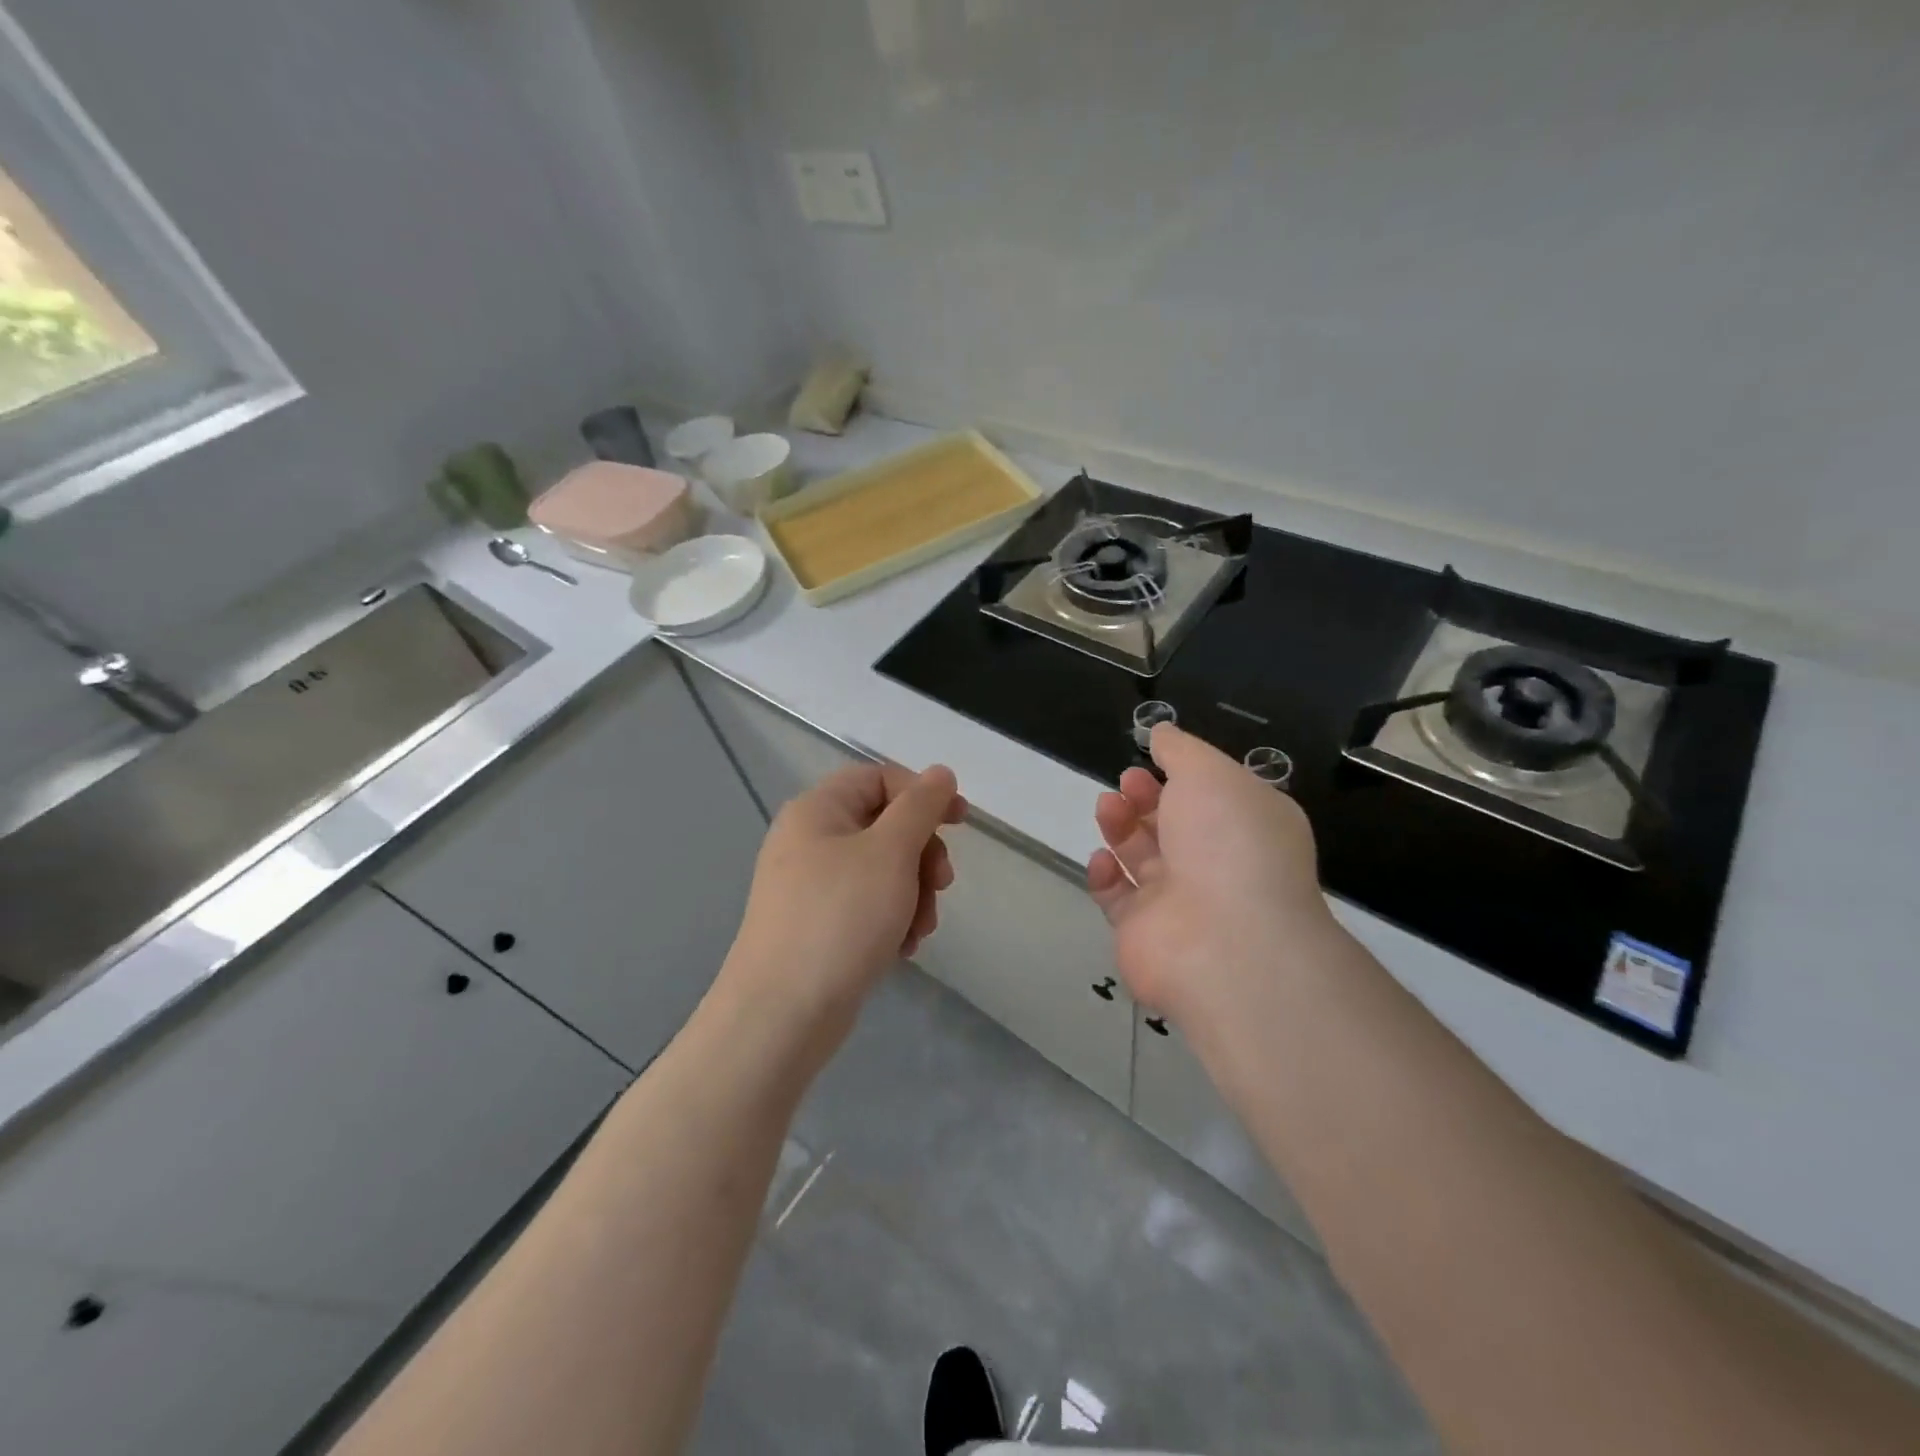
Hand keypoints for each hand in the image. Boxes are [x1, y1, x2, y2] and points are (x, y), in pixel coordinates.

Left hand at [724, 762, 964, 1033]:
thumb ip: (920, 807)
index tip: (960, 822)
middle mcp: (809, 841)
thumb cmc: (839, 918)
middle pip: (884, 825)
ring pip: (882, 870)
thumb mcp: (890, 852)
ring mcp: (811, 886)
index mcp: (818, 810)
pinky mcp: (817, 925)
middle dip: (922, 854)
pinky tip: (902, 948)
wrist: (781, 1014)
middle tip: (941, 885)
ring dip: (914, 893)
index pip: (879, 778)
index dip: (923, 794)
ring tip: (920, 929)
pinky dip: (892, 919)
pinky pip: (867, 906)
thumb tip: (941, 773)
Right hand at [1087, 724, 1333, 1025]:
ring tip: (1107, 807)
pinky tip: (1103, 860)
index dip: (1179, 776)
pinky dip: (1106, 875)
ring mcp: (1180, 903)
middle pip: (1172, 825)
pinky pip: (1118, 898)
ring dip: (1121, 827)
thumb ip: (1181, 750)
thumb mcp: (1210, 774)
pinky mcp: (1144, 933)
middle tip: (1126, 784)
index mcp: (1247, 828)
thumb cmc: (1227, 843)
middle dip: (1145, 798)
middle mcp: (1217, 865)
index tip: (1150, 761)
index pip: (1211, 798)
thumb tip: (1162, 732)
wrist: (1223, 942)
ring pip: (1141, 858)